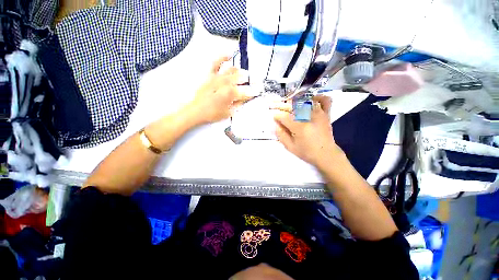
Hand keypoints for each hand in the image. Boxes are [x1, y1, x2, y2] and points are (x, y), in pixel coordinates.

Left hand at [188, 56, 250, 123]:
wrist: (196, 111)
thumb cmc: (213, 114)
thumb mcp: (229, 113)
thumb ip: (238, 104)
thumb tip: (245, 99)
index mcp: (231, 93)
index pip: (246, 92)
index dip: (253, 93)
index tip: (257, 93)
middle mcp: (225, 83)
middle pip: (241, 79)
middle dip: (249, 81)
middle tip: (253, 83)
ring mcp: (218, 77)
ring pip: (232, 70)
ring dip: (240, 72)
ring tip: (244, 74)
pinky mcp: (210, 75)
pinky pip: (216, 63)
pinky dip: (223, 58)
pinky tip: (229, 55)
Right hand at [272, 95, 342, 168]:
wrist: (326, 155)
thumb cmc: (307, 152)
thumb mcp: (290, 147)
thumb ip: (281, 135)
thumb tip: (276, 124)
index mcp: (300, 127)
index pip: (284, 117)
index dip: (277, 116)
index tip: (274, 117)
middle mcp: (310, 117)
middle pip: (293, 106)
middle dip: (282, 106)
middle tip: (276, 107)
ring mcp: (319, 114)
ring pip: (305, 101)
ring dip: (295, 101)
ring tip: (289, 104)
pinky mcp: (326, 114)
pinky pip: (324, 101)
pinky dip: (317, 97)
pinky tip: (310, 100)